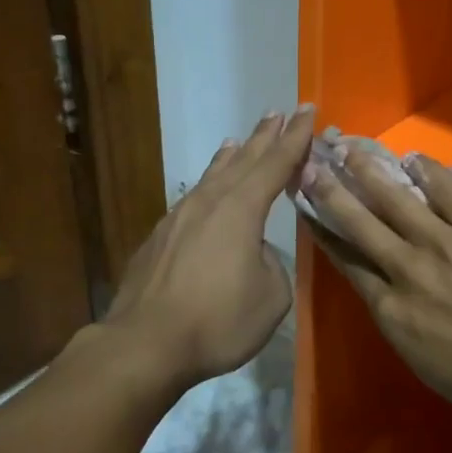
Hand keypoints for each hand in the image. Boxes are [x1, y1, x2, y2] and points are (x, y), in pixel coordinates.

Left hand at [104, 105, 313, 390]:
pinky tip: (204, 193)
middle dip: (264, 137)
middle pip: (243, 160)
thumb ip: (271, 263)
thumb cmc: (217, 320)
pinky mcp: (159, 238)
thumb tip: (254, 252)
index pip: (276, 163)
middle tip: (278, 113)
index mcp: (241, 209)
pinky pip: (192, 199)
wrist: (145, 342)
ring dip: (230, 157)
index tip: (306, 110)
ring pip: (212, 177)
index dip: (295, 137)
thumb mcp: (270, 297)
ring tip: (238, 140)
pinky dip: (207, 184)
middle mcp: (209, 202)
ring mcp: (179, 217)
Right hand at [300, 152, 451, 440]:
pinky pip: (450, 192)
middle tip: (310, 165)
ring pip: (396, 199)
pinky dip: (429, 172)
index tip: (307, 208)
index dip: (325, 232)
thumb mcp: (422, 360)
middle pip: (360, 223)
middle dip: (331, 192)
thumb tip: (386, 289)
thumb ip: (399, 318)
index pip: (347, 261)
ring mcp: (445, 244)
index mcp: (390, 309)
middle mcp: (407, 269)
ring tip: (350, 149)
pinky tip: (413, 158)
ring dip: (369, 172)